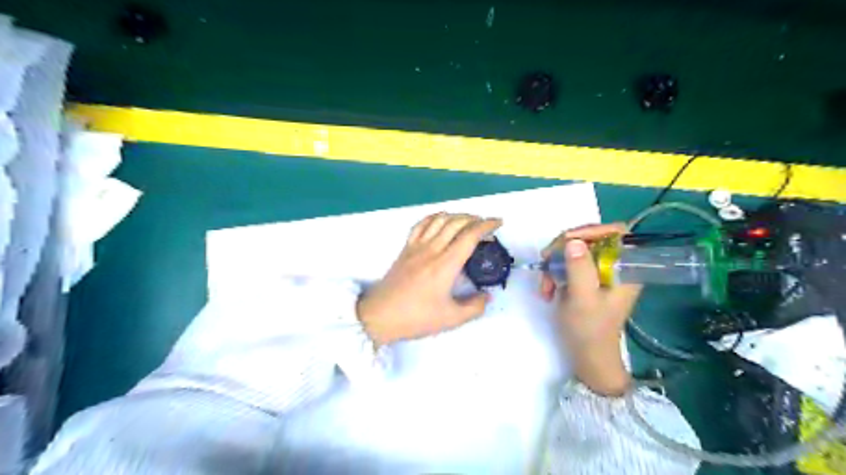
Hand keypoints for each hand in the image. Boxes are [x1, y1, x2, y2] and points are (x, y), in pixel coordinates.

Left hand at [356, 213, 500, 345]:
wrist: (379, 316)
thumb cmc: (416, 318)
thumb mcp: (451, 319)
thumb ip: (474, 307)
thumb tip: (486, 296)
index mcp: (445, 264)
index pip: (469, 236)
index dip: (486, 225)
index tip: (498, 223)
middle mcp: (432, 249)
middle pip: (455, 222)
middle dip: (474, 218)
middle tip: (486, 224)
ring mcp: (416, 247)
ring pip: (438, 220)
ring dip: (456, 215)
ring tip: (467, 220)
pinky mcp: (405, 249)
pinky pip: (420, 225)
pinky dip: (434, 217)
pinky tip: (439, 220)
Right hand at [542, 224, 642, 394]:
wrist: (587, 357)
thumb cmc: (589, 330)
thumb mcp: (582, 298)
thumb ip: (580, 268)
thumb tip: (573, 240)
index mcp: (625, 268)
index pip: (616, 232)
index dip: (592, 230)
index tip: (567, 241)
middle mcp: (614, 266)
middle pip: (589, 238)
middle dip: (564, 249)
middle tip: (546, 261)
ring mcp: (598, 272)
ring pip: (573, 250)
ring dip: (554, 264)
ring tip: (544, 285)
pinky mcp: (585, 279)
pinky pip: (567, 264)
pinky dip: (553, 273)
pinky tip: (546, 290)